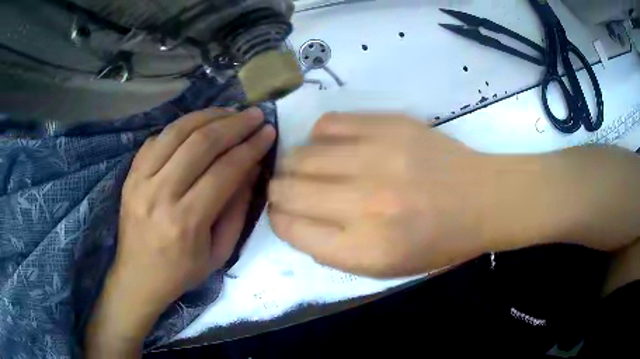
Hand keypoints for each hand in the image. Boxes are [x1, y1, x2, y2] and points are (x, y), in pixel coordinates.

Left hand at [86, 107, 275, 357]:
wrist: (138, 276)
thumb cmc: (181, 271)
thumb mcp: (220, 253)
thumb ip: (237, 210)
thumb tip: (252, 168)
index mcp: (187, 221)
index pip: (224, 171)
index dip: (250, 147)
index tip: (268, 132)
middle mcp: (160, 194)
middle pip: (201, 144)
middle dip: (233, 124)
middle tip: (254, 114)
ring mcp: (141, 180)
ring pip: (177, 132)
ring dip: (208, 116)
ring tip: (229, 111)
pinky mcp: (130, 174)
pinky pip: (157, 138)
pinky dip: (181, 126)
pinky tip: (197, 124)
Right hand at [269, 113, 490, 277]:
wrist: (480, 201)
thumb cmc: (435, 243)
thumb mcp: (383, 268)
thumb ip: (332, 250)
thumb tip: (294, 220)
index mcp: (363, 250)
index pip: (290, 229)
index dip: (279, 219)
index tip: (282, 213)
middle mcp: (364, 205)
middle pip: (288, 190)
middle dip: (278, 191)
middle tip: (287, 188)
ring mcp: (376, 158)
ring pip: (301, 155)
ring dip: (295, 164)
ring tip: (308, 168)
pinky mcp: (388, 126)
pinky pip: (328, 124)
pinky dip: (319, 137)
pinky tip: (332, 146)